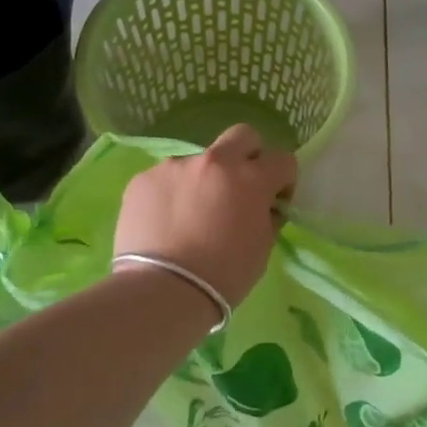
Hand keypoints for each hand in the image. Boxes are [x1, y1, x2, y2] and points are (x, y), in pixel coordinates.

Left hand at [114, 124, 297, 310]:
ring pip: (199, 162)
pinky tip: (164, 223)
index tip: (274, 202)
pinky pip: (166, 179)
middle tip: (240, 188)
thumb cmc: (224, 276)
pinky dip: (171, 195)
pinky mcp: (143, 179)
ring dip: (203, 181)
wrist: (163, 290)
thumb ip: (266, 217)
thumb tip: (263, 207)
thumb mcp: (262, 248)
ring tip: (191, 217)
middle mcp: (214, 161)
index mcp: (251, 178)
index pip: (283, 159)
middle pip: (242, 136)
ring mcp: (175, 166)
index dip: (283, 180)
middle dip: (248, 156)